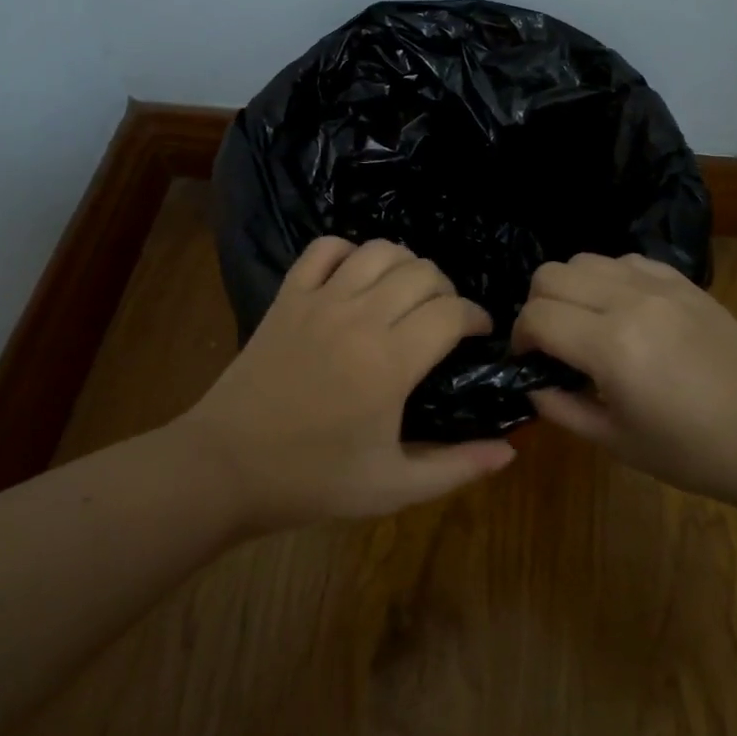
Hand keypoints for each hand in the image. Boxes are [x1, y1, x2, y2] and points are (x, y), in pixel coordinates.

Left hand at [176, 237, 516, 531]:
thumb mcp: (393, 487)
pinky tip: (356, 276)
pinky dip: (349, 250)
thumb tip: (510, 450)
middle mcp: (359, 317)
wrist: (226, 466)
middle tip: (445, 320)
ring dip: (405, 265)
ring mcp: (319, 299)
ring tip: (407, 294)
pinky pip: (324, 248)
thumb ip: (457, 466)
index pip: (452, 312)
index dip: (476, 317)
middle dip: (446, 290)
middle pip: (423, 272)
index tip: (480, 334)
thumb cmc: (313, 480)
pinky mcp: (288, 295)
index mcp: (390, 361)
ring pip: (379, 250)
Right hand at [512, 253, 736, 508]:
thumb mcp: (616, 443)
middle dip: (536, 307)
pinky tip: (623, 312)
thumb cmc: (696, 454)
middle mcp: (630, 301)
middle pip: (550, 275)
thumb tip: (531, 382)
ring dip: (570, 289)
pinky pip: (625, 260)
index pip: (536, 317)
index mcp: (612, 346)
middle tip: (551, 343)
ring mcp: (660, 285)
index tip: (528, 362)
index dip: (519, 339)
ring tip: (585, 325)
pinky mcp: (684, 281)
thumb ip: (560, 407)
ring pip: (584, 259)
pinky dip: (607, 279)